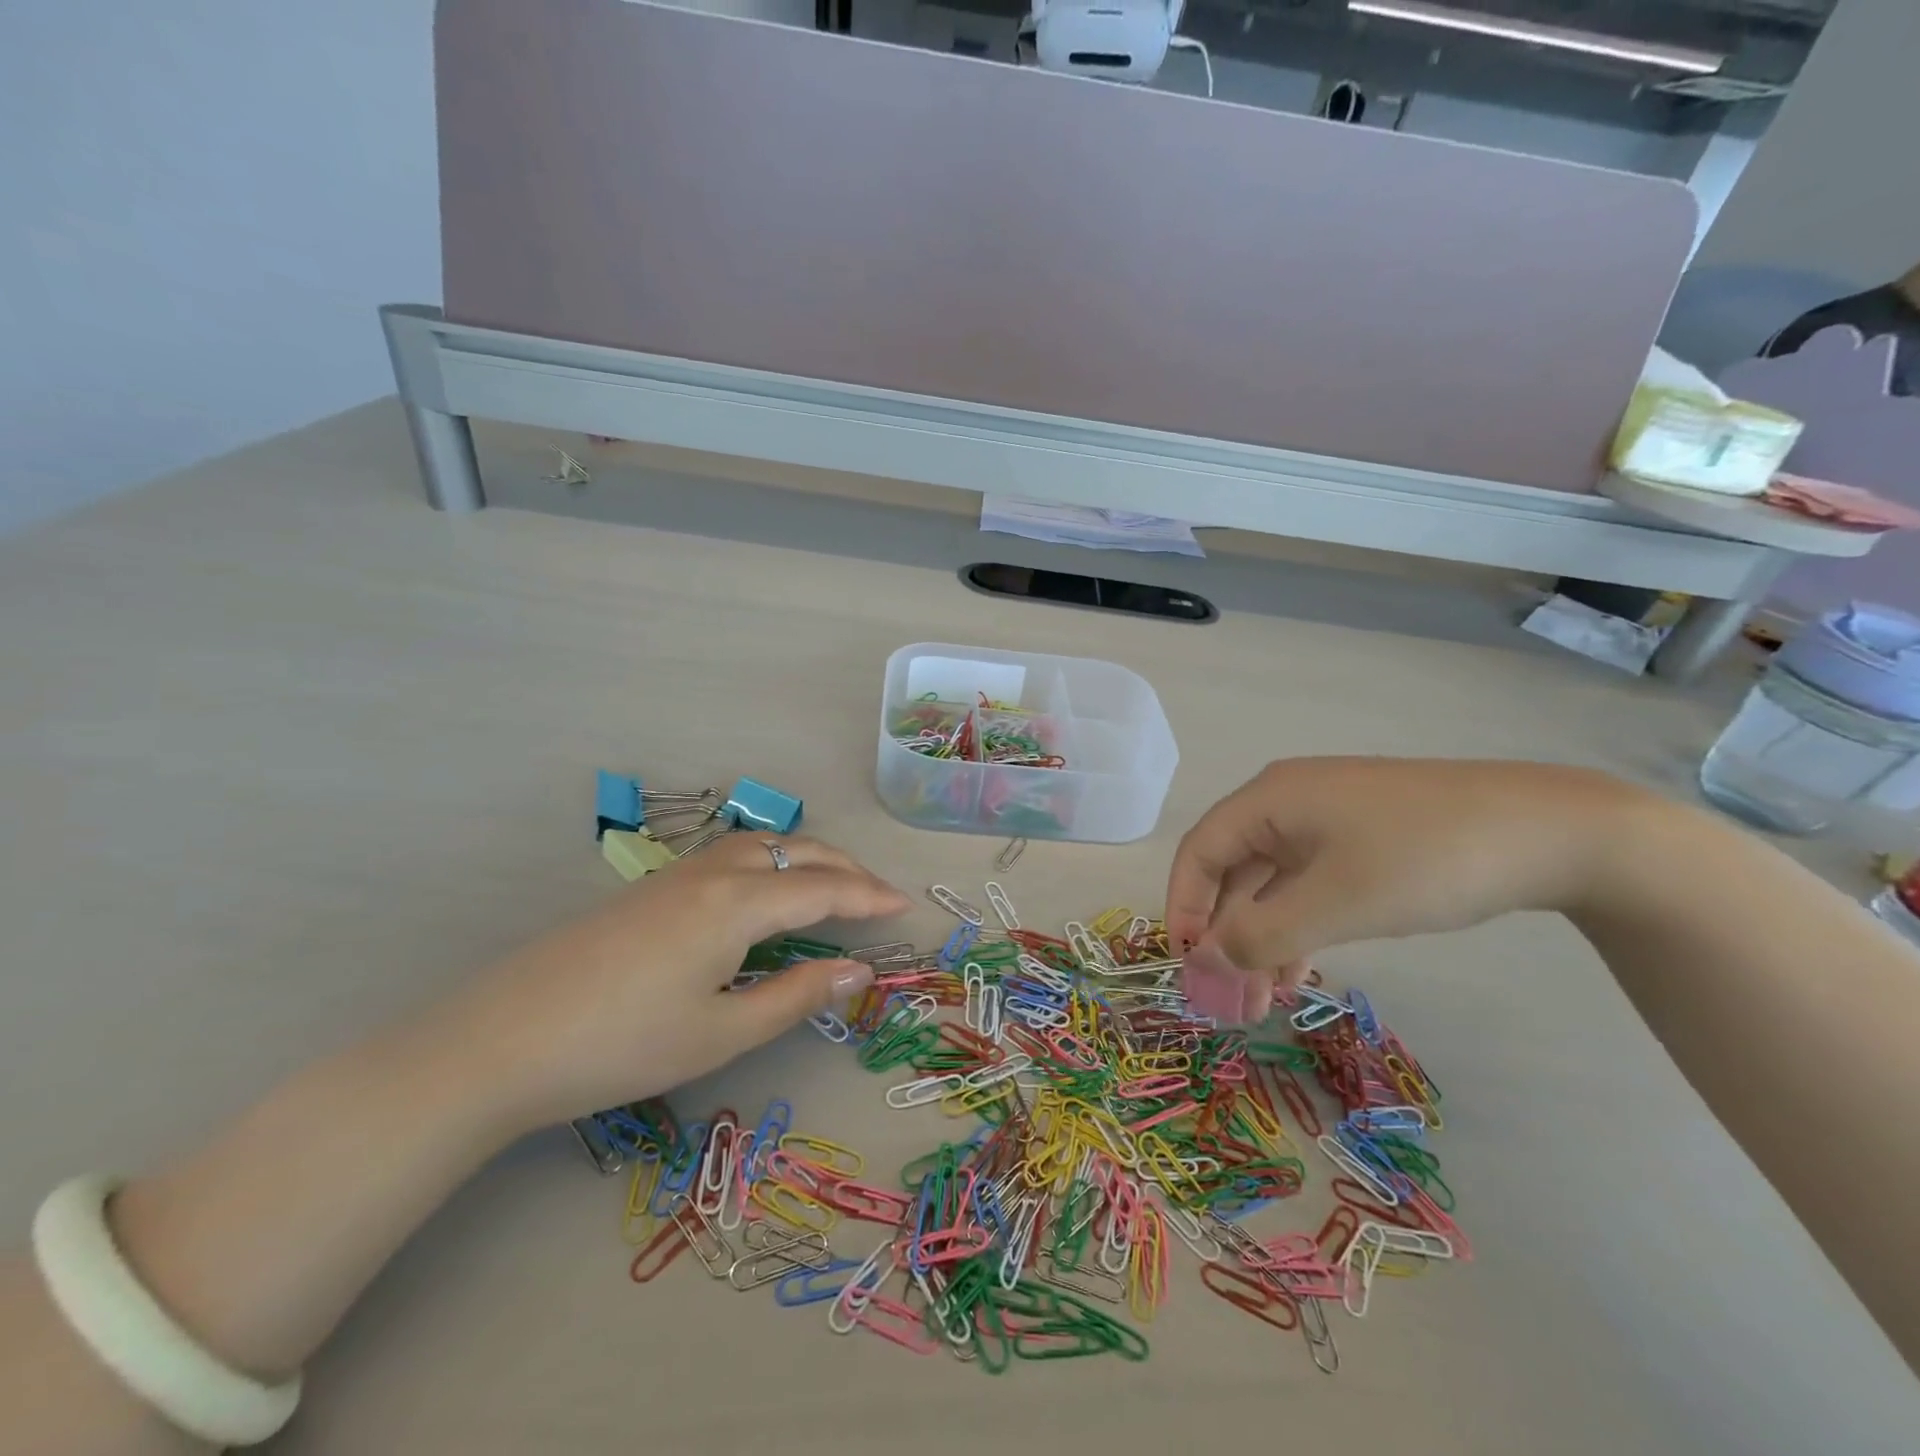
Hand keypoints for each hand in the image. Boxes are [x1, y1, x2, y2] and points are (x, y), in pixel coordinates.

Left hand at [444, 834, 909, 1128]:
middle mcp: (713, 873)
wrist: (500, 1040)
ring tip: (830, 888)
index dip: (869, 896)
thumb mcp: (721, 1033)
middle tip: (876, 896)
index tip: (905, 906)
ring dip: (805, 858)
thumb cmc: (622, 1045)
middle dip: (844, 867)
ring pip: (760, 845)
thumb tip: (859, 972)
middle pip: (796, 851)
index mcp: (738, 903)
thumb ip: (796, 997)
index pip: (823, 888)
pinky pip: (731, 857)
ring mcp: (677, 875)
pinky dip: (770, 863)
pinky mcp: (650, 889)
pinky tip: (762, 895)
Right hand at [1165, 758, 1631, 1021]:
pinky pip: (1308, 884)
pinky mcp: (1362, 839)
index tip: (1187, 968)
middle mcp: (1288, 802)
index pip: (1199, 852)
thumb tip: (1202, 964)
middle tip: (1230, 998)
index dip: (1182, 909)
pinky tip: (1303, 968)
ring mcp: (1328, 820)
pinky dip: (1297, 926)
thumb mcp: (1336, 903)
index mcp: (1269, 799)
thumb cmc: (1425, 859)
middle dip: (1224, 934)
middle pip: (1231, 869)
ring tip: (1265, 998)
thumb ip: (1259, 936)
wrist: (1554, 832)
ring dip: (1261, 937)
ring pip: (1271, 882)